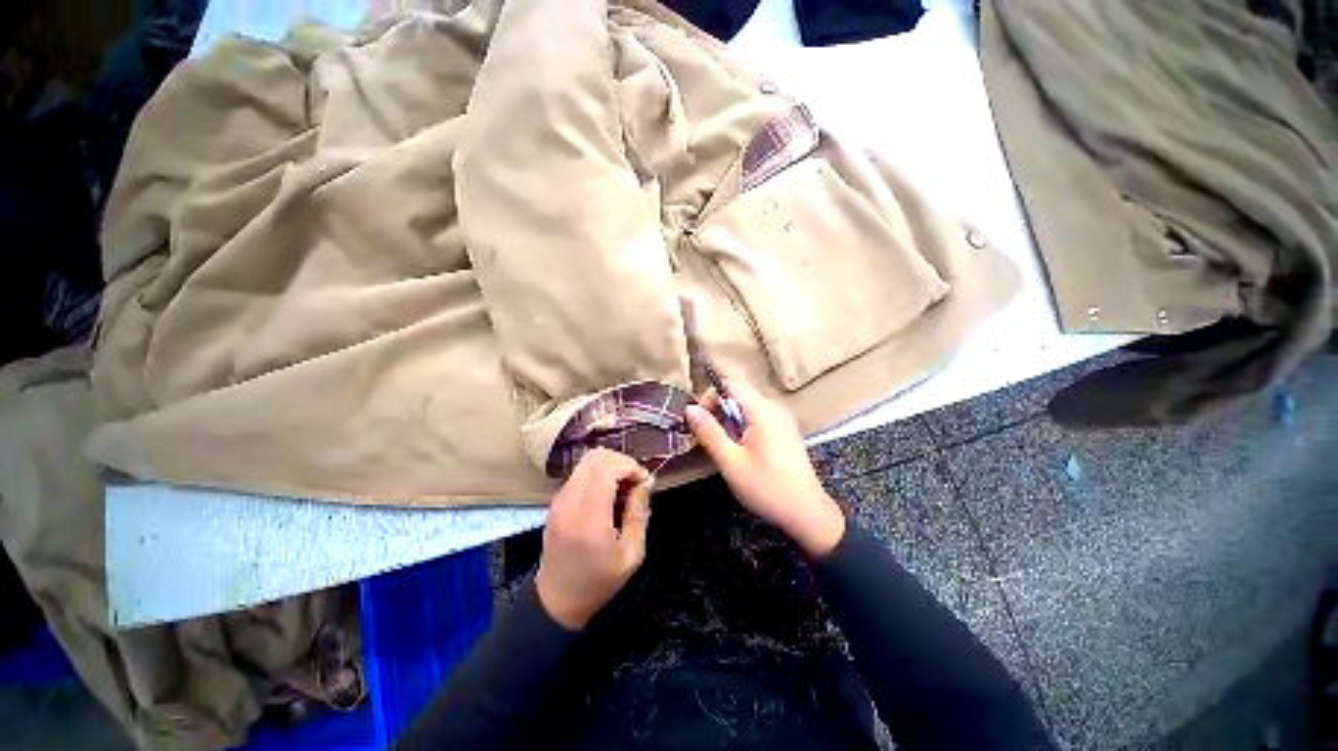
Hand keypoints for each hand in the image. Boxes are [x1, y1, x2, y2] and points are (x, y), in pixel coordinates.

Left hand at [535, 449, 652, 628]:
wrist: (557, 600)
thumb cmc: (599, 581)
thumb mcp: (631, 554)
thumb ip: (639, 512)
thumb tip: (647, 480)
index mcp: (588, 517)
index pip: (607, 468)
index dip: (630, 466)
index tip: (644, 481)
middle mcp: (569, 501)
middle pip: (596, 457)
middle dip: (621, 462)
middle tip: (635, 482)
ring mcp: (559, 499)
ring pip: (586, 460)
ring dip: (610, 466)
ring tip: (623, 487)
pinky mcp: (556, 501)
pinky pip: (580, 472)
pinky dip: (598, 473)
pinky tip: (608, 493)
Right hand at [685, 375, 845, 556]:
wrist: (807, 512)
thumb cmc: (766, 487)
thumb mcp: (730, 462)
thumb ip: (709, 432)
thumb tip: (689, 408)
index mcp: (761, 410)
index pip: (730, 383)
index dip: (709, 396)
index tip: (698, 419)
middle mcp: (774, 407)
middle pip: (738, 393)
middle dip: (718, 409)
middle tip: (707, 436)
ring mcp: (782, 418)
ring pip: (747, 406)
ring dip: (729, 419)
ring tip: (723, 446)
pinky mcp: (785, 430)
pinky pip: (758, 417)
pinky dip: (743, 426)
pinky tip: (740, 449)